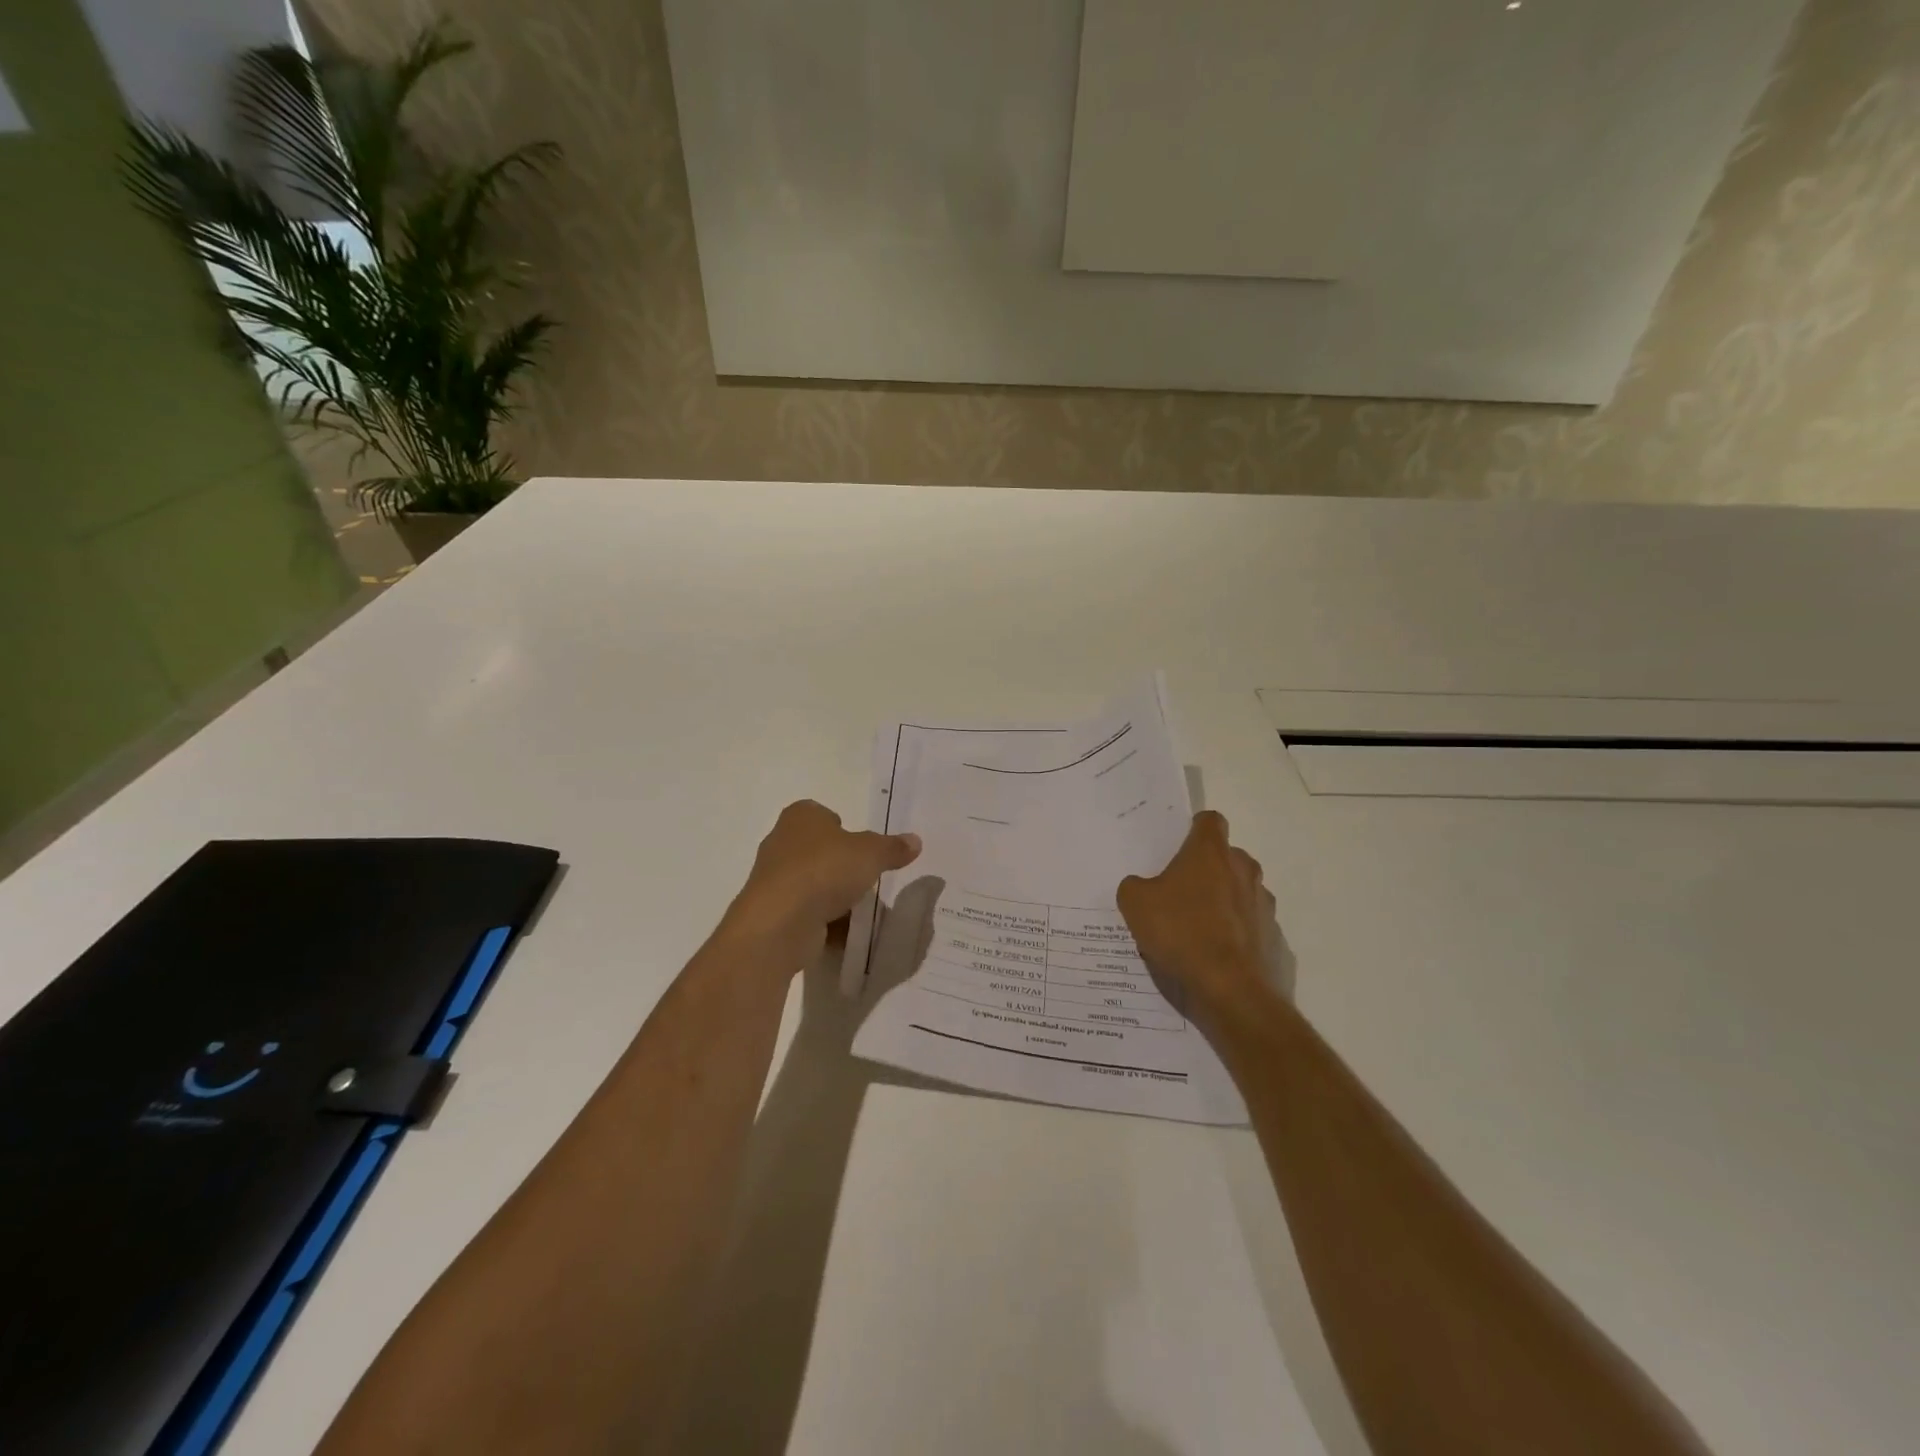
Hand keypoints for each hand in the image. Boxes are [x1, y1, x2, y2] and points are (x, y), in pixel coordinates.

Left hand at [724, 800, 921, 965]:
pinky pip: (807, 912)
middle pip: (821, 851)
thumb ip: (892, 847)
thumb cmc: (824, 870)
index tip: (864, 848)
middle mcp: (782, 842)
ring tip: (862, 910)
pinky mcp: (773, 912)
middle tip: (868, 879)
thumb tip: (915, 841)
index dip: (845, 829)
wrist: (780, 922)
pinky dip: (825, 921)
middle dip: (843, 866)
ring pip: (814, 883)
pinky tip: (846, 932)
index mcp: (801, 816)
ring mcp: (775, 879)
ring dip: (835, 896)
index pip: (824, 815)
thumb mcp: (871, 854)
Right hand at [1117, 811, 1277, 1021]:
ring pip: (1240, 892)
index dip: (1193, 829)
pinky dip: (1235, 934)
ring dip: (1222, 902)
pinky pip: (1250, 926)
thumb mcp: (1135, 904)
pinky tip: (1214, 956)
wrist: (1231, 990)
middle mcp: (1243, 870)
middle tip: (1179, 892)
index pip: (1209, 821)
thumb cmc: (1181, 933)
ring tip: (1195, 930)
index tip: (1178, 846)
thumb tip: (1141, 887)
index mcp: (1211, 852)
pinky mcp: (1274, 937)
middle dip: (1206, 870)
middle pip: (1226, 857)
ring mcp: (1263, 904)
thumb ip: (1134, 886)